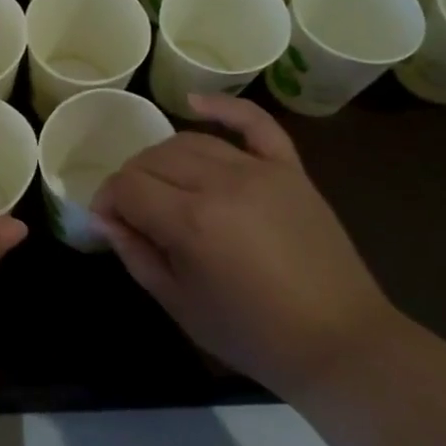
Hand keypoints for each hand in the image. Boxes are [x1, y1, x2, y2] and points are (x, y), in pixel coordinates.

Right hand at [91, 94, 398, 397]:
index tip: (108, 222)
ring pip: (191, 141)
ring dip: (163, 157)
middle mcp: (221, 183)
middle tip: (134, 211)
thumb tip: (106, 219)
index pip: (127, 186)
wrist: (339, 342)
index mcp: (191, 222)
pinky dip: (222, 107)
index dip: (107, 201)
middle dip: (131, 181)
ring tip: (161, 184)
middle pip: (154, 158)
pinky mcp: (290, 169)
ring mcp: (259, 170)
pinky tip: (193, 103)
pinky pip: (254, 123)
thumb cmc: (251, 334)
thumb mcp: (179, 304)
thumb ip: (136, 254)